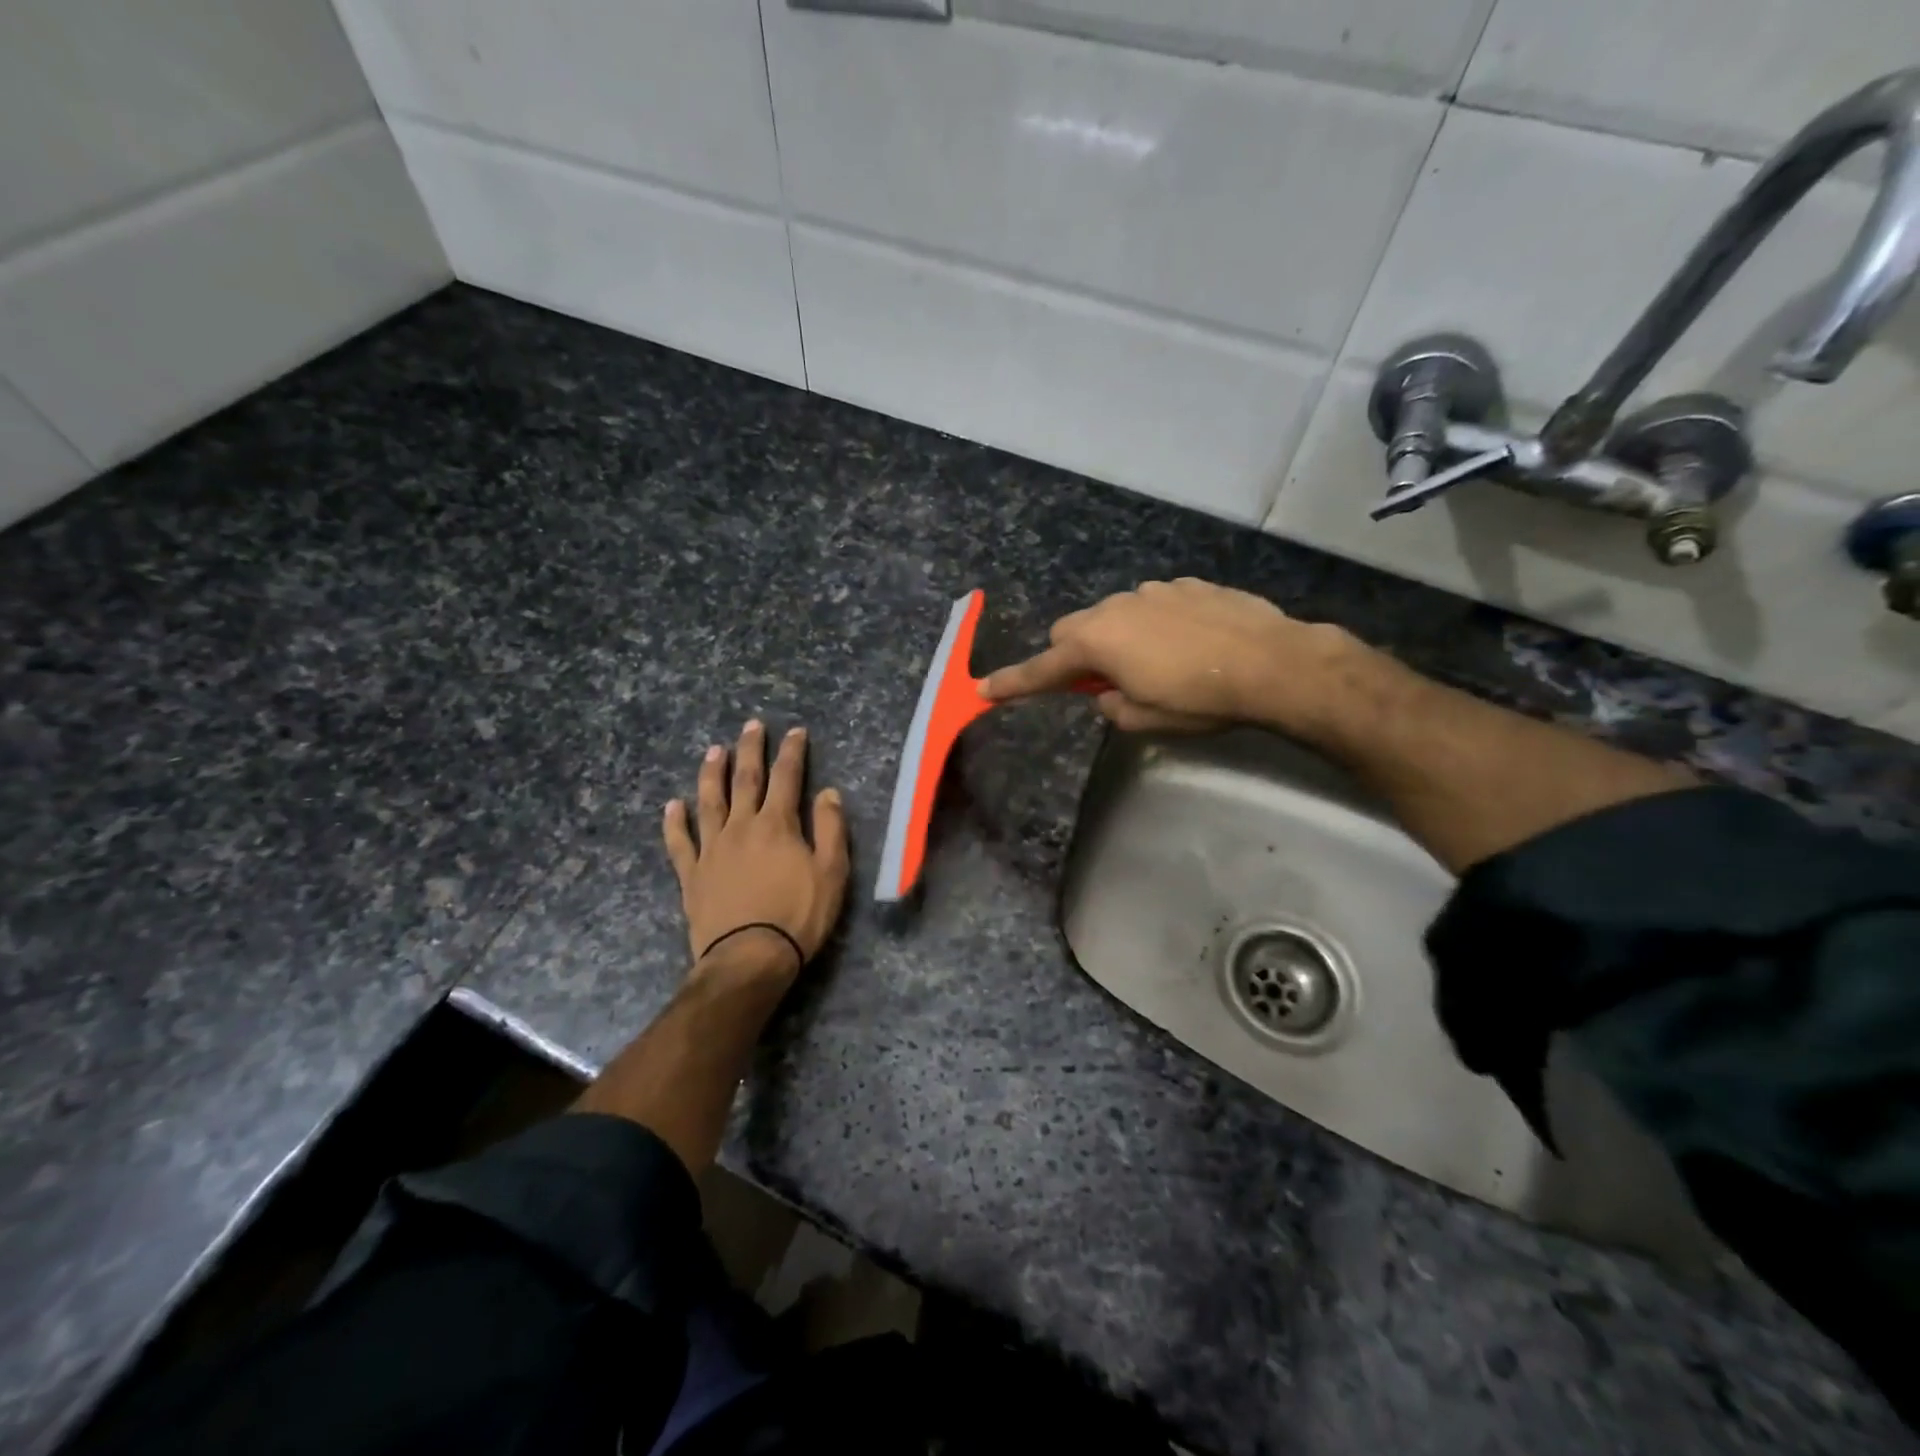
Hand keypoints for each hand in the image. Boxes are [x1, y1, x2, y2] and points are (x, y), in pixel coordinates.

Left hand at [663, 721, 849, 981]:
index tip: (796, 732)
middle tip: (752, 725)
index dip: (792, 753)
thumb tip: (828, 793)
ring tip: (713, 750)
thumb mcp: (832, 873)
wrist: (749, 958)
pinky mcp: (692, 874)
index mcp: (777, 825)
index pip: (787, 778)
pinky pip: (679, 842)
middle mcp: (741, 827)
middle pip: (745, 780)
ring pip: (709, 802)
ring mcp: (712, 849)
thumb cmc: (798, 916)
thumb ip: (831, 829)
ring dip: (711, 774)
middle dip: (751, 750)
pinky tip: (672, 805)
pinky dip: (674, 822)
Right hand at [980, 578, 1354, 733]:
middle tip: (1098, 682)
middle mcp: (1116, 607)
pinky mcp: (1187, 584)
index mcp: (1097, 643)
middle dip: (1073, 655)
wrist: (1273, 663)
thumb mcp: (1145, 720)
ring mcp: (1153, 590)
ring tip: (1155, 663)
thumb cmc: (1200, 699)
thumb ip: (1111, 707)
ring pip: (1114, 614)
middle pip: (1072, 630)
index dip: (1012, 683)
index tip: (984, 690)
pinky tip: (1188, 643)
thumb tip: (1108, 694)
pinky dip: (1154, 624)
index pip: (1042, 669)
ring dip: (1117, 638)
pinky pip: (1153, 605)